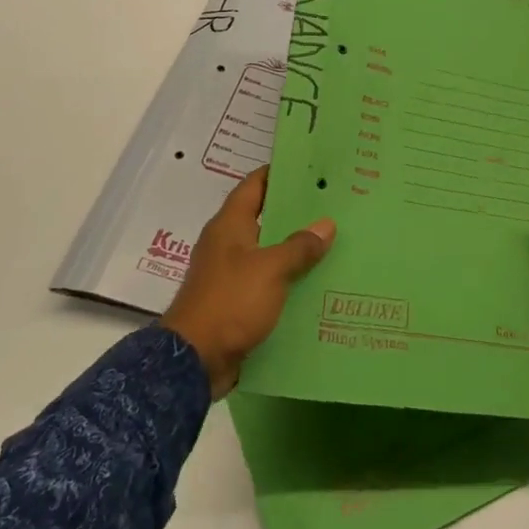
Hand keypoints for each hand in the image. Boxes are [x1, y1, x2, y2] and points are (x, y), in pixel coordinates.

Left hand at [160, 167, 334, 397]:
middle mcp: (228, 244)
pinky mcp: (236, 302)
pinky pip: (268, 282)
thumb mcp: (271, 269)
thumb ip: (299, 246)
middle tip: (333, 206)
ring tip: (334, 242)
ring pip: (269, 252)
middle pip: (265, 218)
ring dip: (296, 249)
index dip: (279, 173)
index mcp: (230, 226)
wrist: (194, 361)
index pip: (254, 185)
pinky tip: (318, 282)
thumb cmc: (230, 302)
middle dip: (296, 213)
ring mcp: (230, 274)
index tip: (310, 167)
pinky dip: (289, 280)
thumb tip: (326, 224)